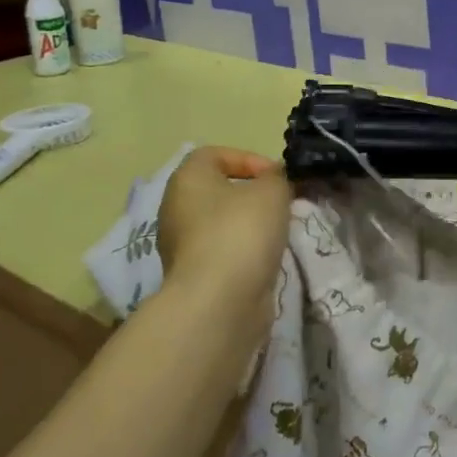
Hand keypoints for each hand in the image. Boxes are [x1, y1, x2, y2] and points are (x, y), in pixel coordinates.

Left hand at [155, 147, 292, 320]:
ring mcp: (180, 246)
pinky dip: (243, 251)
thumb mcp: (272, 190)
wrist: (219, 301)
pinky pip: (222, 251)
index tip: (274, 176)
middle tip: (281, 202)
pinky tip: (265, 257)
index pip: (213, 154)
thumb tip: (274, 180)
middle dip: (252, 194)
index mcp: (186, 180)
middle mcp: (175, 209)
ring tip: (278, 231)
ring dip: (250, 224)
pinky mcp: (193, 276)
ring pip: (220, 223)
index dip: (247, 158)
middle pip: (217, 190)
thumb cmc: (241, 231)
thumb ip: (277, 177)